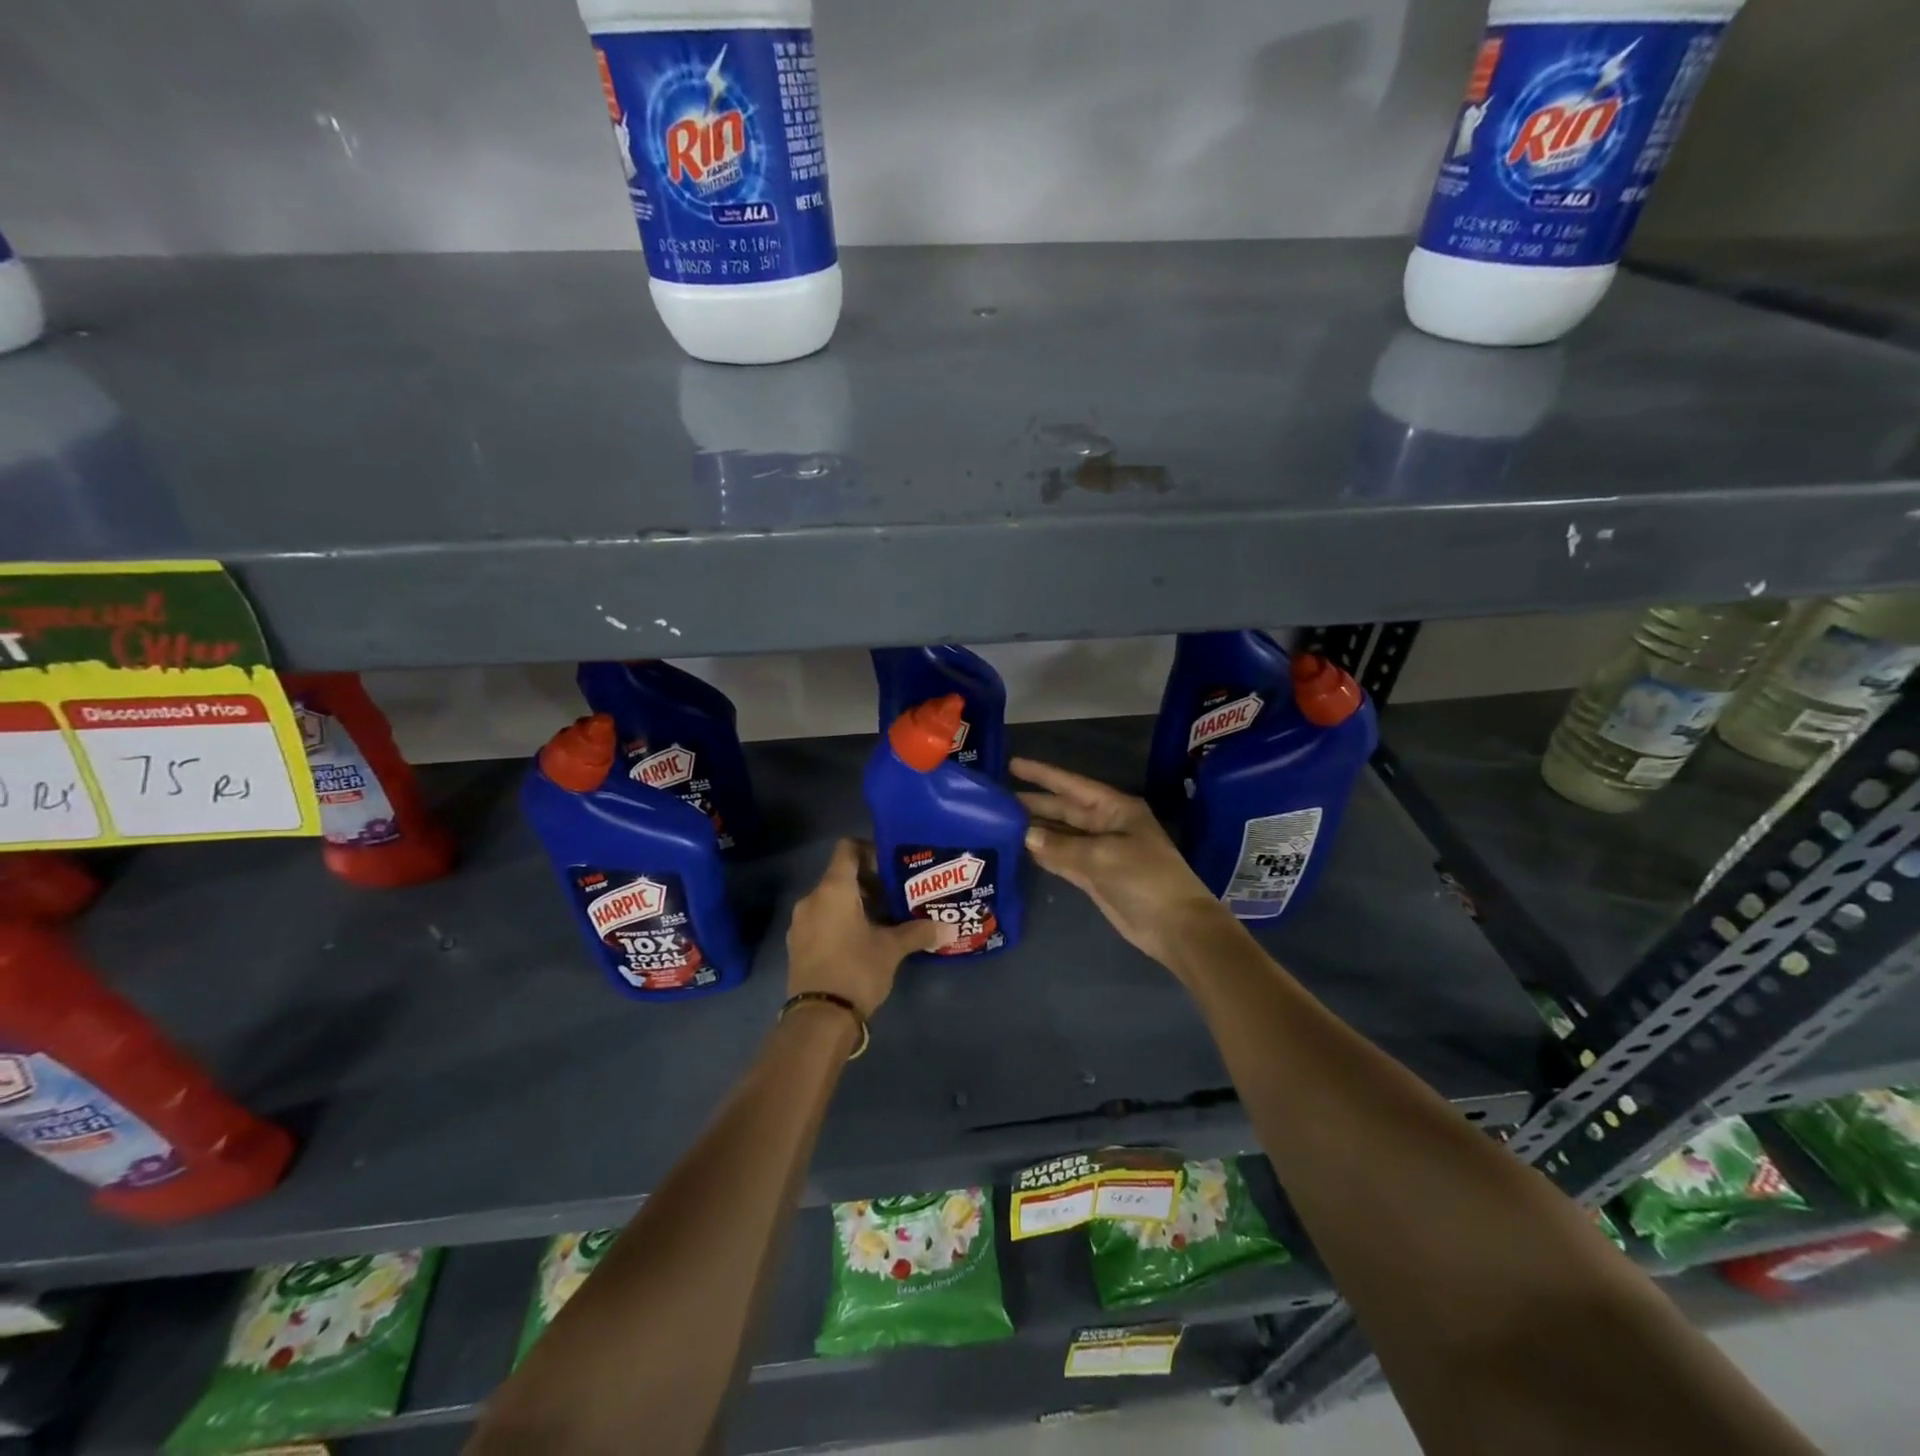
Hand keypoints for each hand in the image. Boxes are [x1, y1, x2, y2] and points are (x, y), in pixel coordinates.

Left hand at [787, 838, 943, 1017]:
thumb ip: (919, 932)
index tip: (891, 865)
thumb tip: (950, 927)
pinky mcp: (797, 945)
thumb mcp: (892, 949)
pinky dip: (840, 922)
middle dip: (868, 882)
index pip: (847, 849)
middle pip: (840, 876)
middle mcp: (812, 899)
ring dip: (855, 904)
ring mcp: (800, 923)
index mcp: (833, 889)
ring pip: (830, 900)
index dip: (869, 850)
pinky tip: (863, 941)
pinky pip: (821, 920)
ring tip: (884, 920)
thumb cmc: (856, 969)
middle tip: (896, 895)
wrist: (818, 1019)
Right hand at [1013, 757, 1226, 968]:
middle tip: (995, 800)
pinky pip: (1063, 858)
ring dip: (1034, 830)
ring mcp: (1099, 852)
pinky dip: (1043, 854)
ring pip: (1060, 835)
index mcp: (1115, 809)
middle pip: (1063, 810)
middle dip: (1033, 804)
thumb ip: (1061, 846)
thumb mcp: (1103, 856)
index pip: (1071, 785)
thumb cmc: (1145, 879)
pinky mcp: (1094, 876)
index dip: (1042, 775)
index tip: (1013, 764)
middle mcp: (1106, 825)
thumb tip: (1025, 835)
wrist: (1175, 926)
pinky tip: (1020, 849)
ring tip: (999, 822)